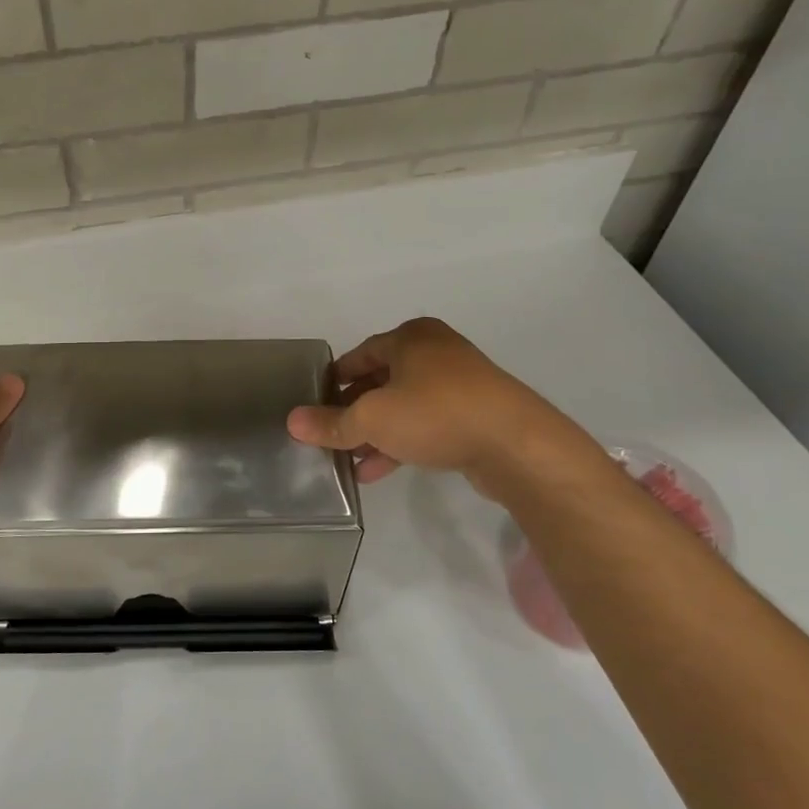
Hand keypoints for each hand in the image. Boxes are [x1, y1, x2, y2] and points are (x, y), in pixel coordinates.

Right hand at [287, 317, 594, 497]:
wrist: (517, 445)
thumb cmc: (436, 414)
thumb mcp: (372, 419)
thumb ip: (331, 423)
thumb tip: (291, 422)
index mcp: (410, 338)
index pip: (358, 356)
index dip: (332, 382)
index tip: (313, 407)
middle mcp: (435, 352)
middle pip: (379, 382)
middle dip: (352, 413)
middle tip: (328, 437)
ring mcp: (459, 384)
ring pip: (402, 406)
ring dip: (374, 434)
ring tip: (347, 462)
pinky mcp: (474, 414)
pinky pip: (425, 424)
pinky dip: (400, 442)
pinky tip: (376, 471)